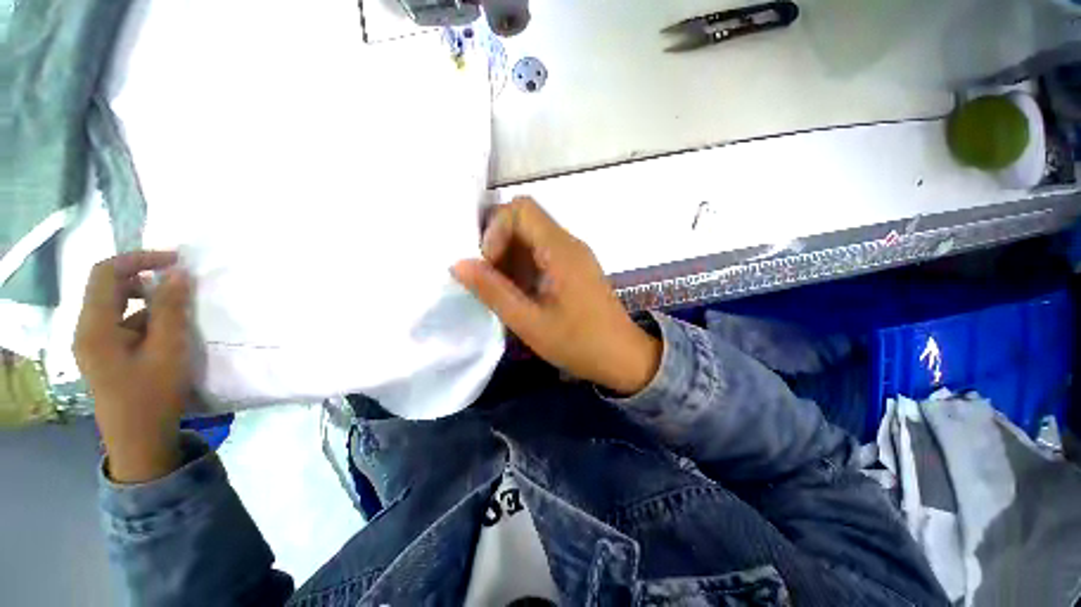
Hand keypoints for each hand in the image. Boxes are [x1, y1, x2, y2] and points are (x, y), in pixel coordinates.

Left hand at [74, 251, 192, 483]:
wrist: (139, 441)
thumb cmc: (152, 396)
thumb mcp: (168, 350)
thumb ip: (171, 309)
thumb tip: (179, 273)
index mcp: (94, 327)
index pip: (106, 273)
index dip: (139, 259)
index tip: (175, 261)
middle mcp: (87, 330)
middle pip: (109, 287)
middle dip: (144, 280)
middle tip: (180, 286)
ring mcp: (94, 344)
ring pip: (117, 306)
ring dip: (147, 302)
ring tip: (178, 315)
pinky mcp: (105, 355)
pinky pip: (122, 324)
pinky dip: (145, 320)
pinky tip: (166, 335)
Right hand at [452, 198, 660, 394]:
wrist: (623, 357)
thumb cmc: (579, 343)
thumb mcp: (530, 322)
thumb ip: (493, 292)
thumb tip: (458, 264)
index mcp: (561, 250)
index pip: (521, 209)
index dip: (497, 230)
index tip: (489, 265)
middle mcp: (569, 243)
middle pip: (525, 219)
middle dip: (500, 243)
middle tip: (490, 278)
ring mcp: (574, 254)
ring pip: (532, 236)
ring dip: (511, 256)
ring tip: (504, 290)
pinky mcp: (575, 267)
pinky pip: (543, 252)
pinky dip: (524, 265)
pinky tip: (521, 292)